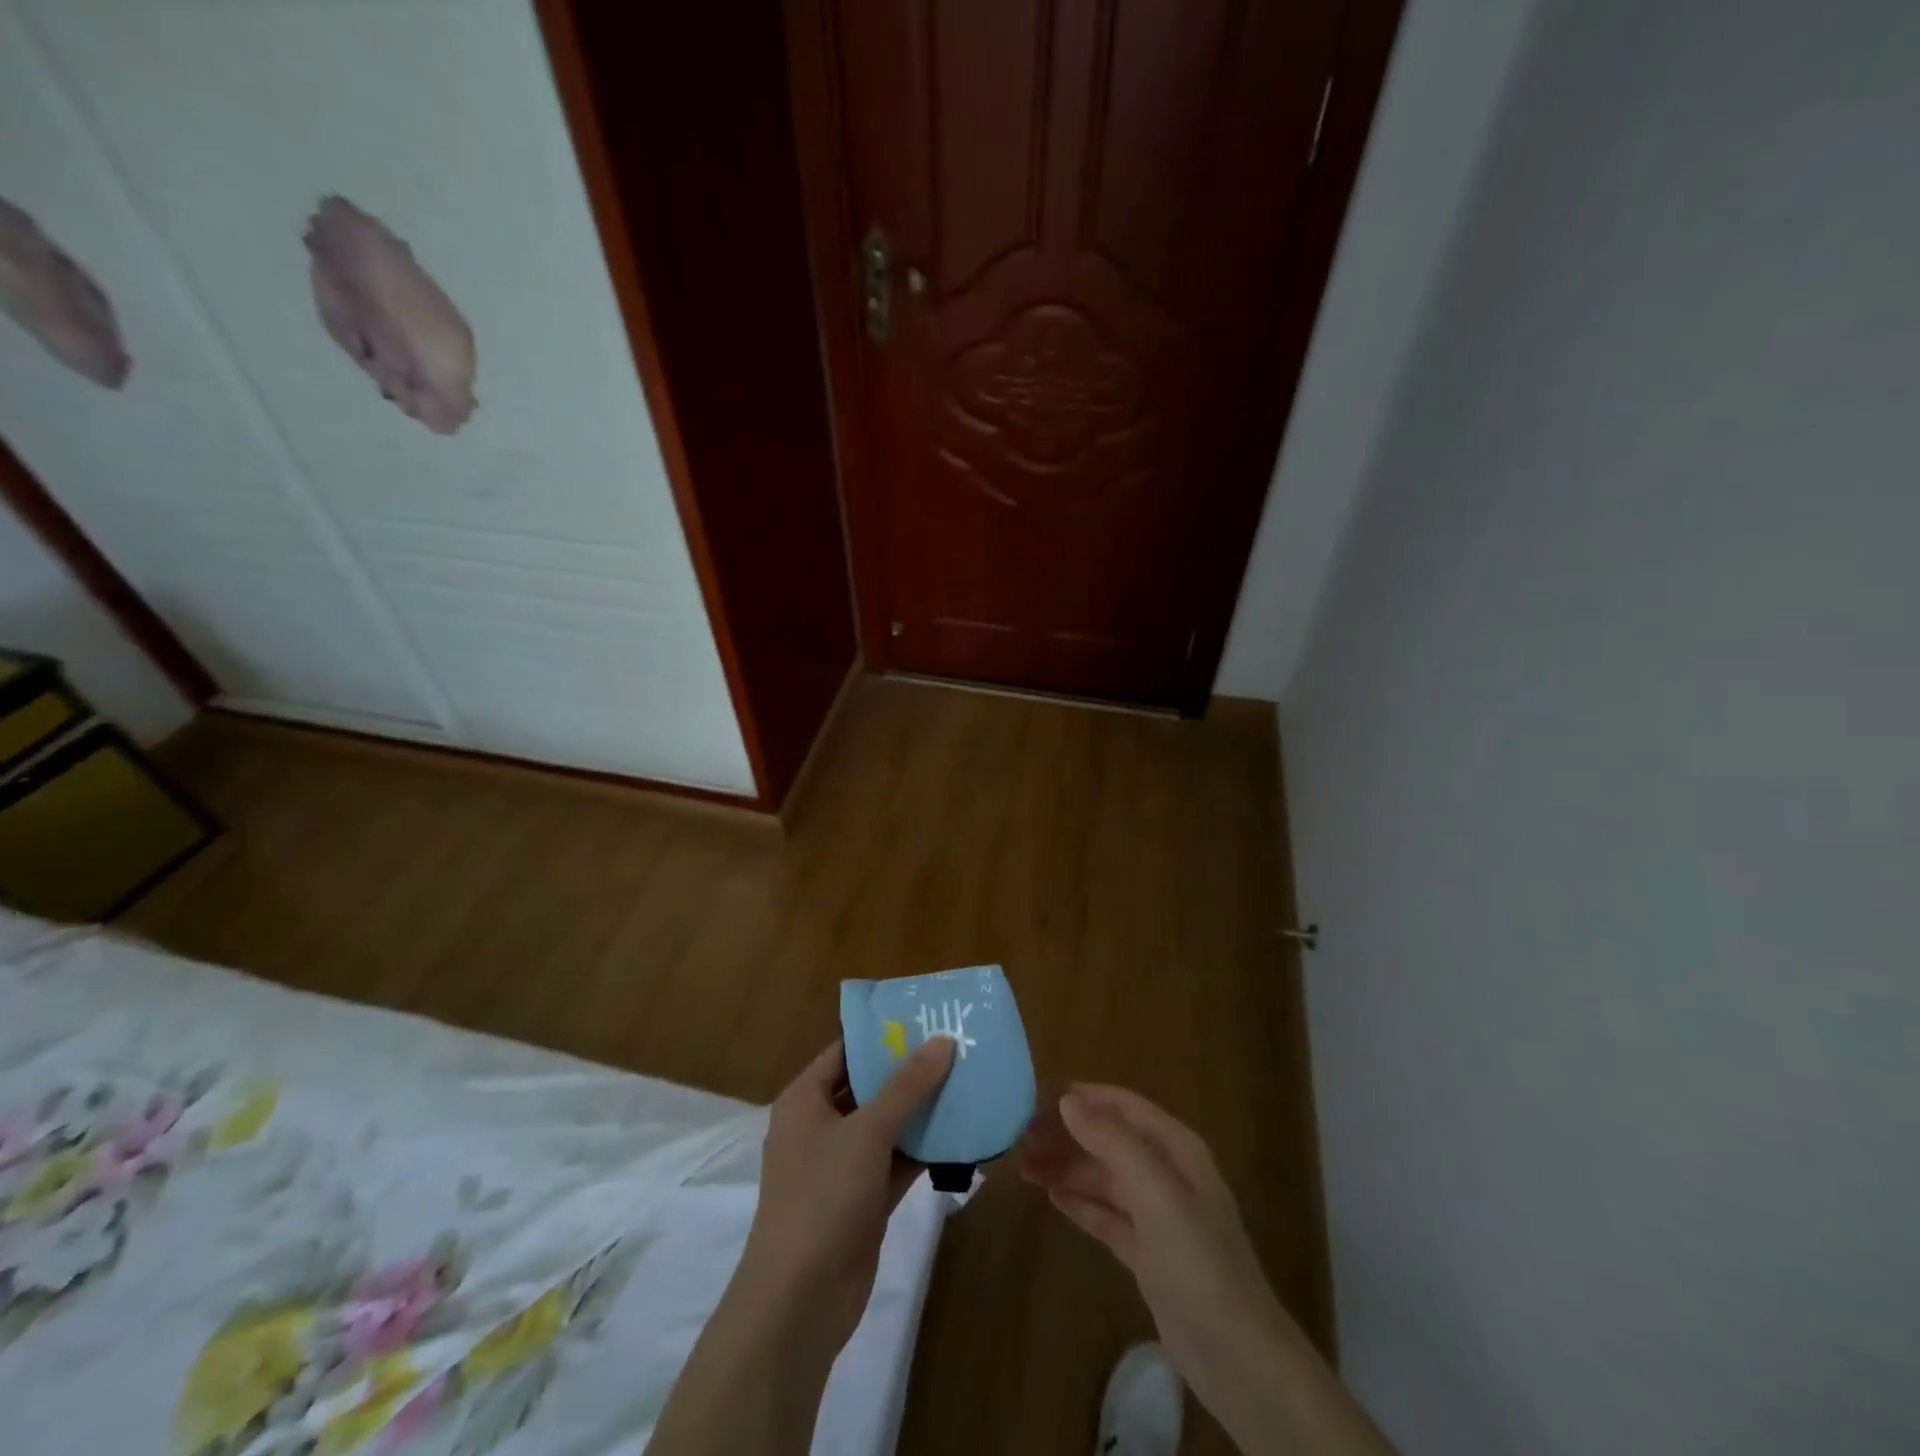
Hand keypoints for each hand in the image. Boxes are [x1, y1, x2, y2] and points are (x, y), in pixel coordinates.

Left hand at [740, 1037, 955, 1348]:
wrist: (800, 1302)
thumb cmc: (823, 1197)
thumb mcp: (867, 1132)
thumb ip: (907, 1086)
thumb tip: (943, 1040)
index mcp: (805, 1099)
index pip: (846, 1051)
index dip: (883, 1035)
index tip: (926, 1019)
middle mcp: (820, 1126)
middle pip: (869, 1086)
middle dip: (910, 1071)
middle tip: (956, 1047)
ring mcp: (841, 1165)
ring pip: (887, 1125)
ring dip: (921, 1110)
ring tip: (966, 1082)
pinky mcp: (863, 1199)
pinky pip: (897, 1161)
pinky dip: (923, 1149)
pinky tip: (961, 1133)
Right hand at [1018, 1085, 1298, 1439]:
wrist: (1236, 1355)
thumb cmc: (1197, 1259)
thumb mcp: (1155, 1191)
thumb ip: (1112, 1141)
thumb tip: (1068, 1099)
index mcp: (1176, 1148)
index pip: (1123, 1106)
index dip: (1083, 1097)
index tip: (1037, 1095)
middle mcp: (1167, 1174)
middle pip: (1109, 1140)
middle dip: (1068, 1134)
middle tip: (1020, 1138)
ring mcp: (1158, 1215)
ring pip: (1104, 1177)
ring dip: (1067, 1167)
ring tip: (1024, 1167)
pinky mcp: (1148, 1253)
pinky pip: (1107, 1214)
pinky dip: (1081, 1202)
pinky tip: (1052, 1197)